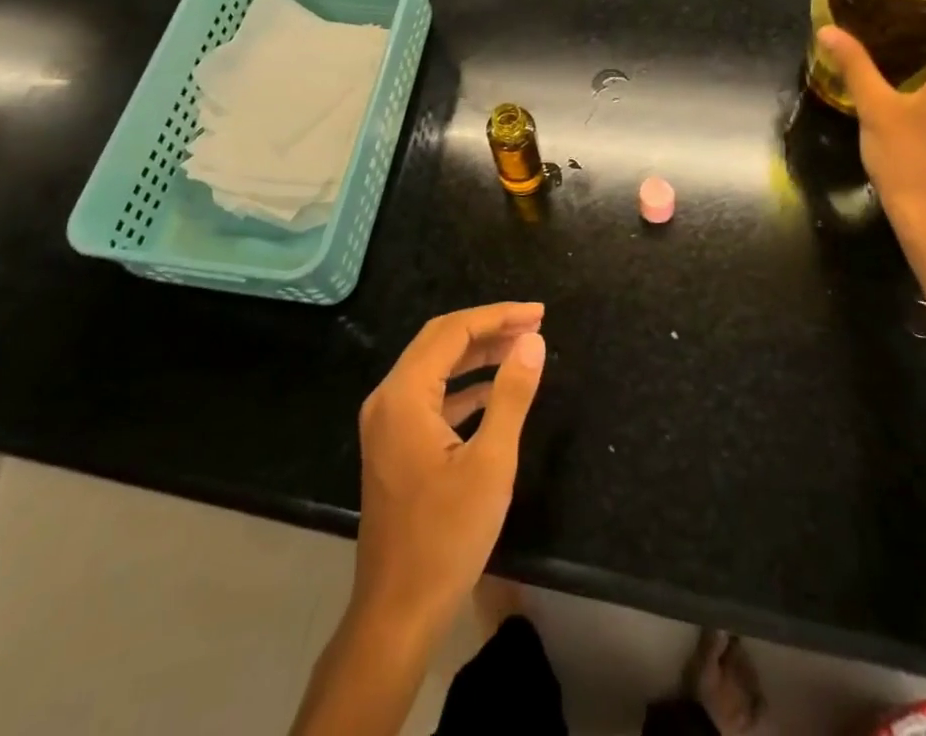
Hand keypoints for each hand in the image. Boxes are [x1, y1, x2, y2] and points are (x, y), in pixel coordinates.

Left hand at [352, 303, 547, 641]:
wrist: (397, 612)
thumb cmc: (446, 537)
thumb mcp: (491, 463)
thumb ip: (511, 395)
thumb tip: (533, 341)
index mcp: (404, 394)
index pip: (452, 331)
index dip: (497, 316)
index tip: (538, 313)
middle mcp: (388, 398)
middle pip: (440, 341)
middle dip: (488, 328)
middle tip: (534, 324)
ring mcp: (386, 422)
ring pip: (435, 367)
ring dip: (477, 355)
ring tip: (521, 349)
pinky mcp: (394, 444)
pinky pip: (430, 396)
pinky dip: (463, 386)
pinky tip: (493, 390)